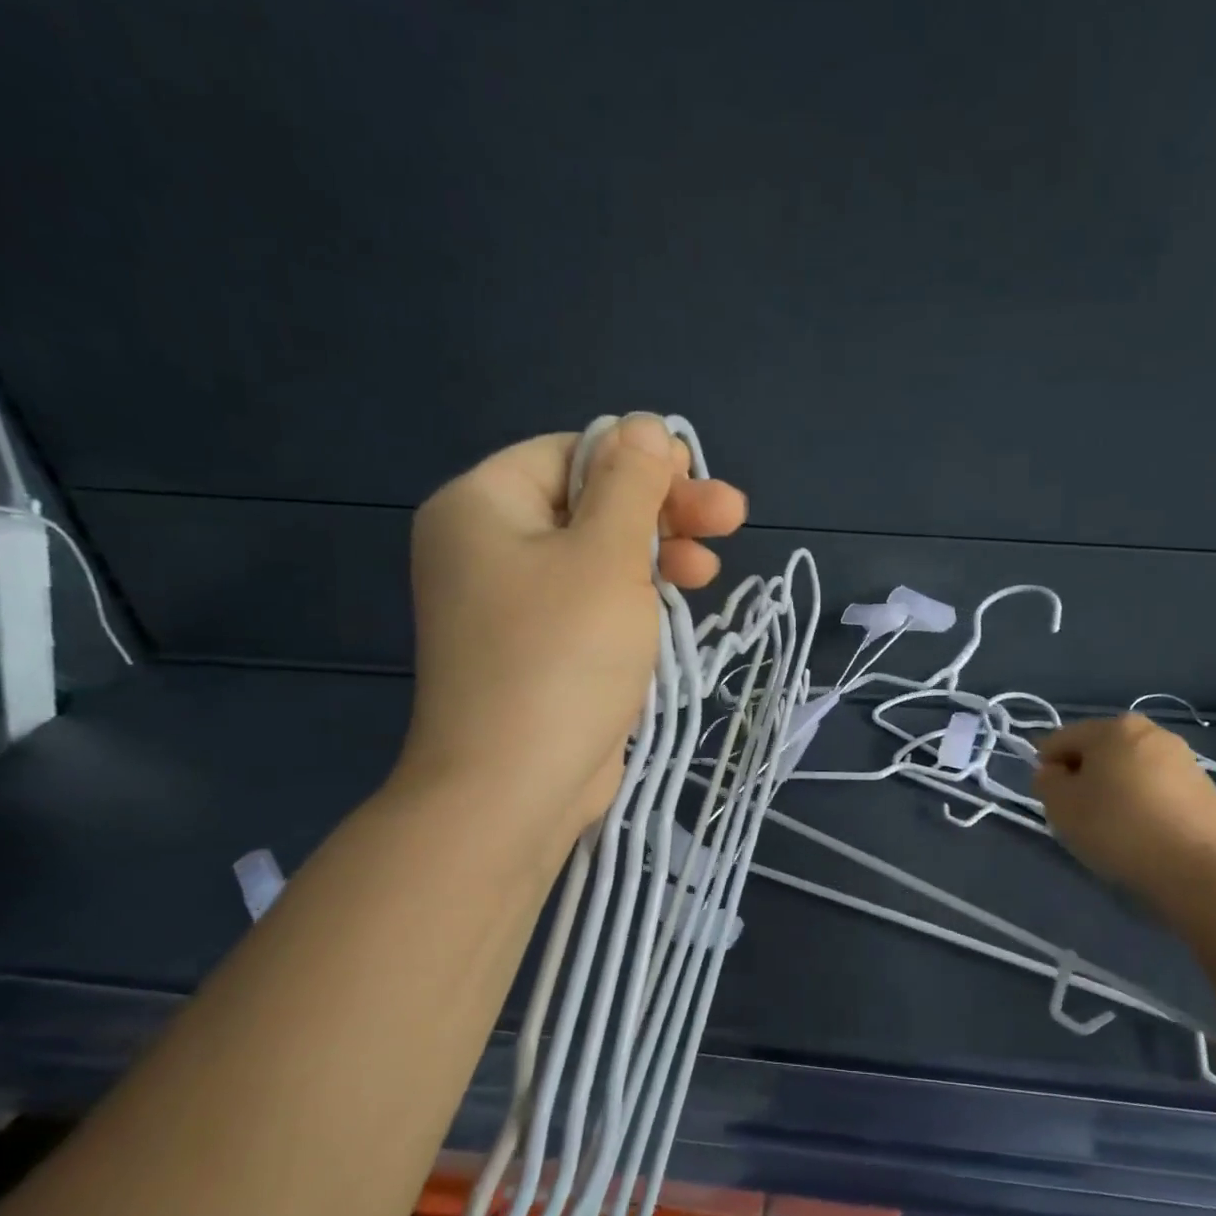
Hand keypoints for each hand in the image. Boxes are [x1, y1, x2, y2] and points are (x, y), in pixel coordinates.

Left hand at [397, 415, 747, 835]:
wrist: (513, 789)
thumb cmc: (561, 657)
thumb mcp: (607, 556)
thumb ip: (631, 485)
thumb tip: (645, 426)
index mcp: (483, 506)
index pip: (571, 454)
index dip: (641, 462)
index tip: (699, 482)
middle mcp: (487, 548)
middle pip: (589, 505)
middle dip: (662, 512)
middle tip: (731, 519)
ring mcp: (511, 605)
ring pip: (597, 558)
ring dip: (657, 557)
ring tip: (709, 575)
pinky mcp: (539, 650)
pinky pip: (591, 604)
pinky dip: (634, 600)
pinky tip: (676, 607)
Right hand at [1035, 714, 1215, 904]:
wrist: (1200, 871)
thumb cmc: (1119, 829)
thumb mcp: (1061, 806)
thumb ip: (1046, 782)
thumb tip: (1054, 773)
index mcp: (1113, 727)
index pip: (1060, 740)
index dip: (1047, 770)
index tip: (1052, 802)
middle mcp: (1151, 732)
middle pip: (1099, 751)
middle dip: (1084, 777)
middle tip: (1080, 815)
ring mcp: (1183, 759)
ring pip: (1130, 770)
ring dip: (1115, 790)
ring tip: (1114, 828)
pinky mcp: (1206, 789)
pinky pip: (1158, 789)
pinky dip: (1144, 804)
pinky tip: (1145, 834)